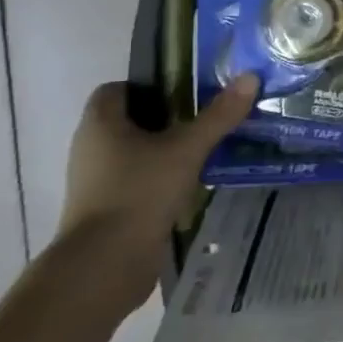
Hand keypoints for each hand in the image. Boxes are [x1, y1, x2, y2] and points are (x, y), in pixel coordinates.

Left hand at [56, 75, 257, 311]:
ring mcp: (98, 181)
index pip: (117, 89)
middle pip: (131, 120)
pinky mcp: (109, 209)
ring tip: (208, 148)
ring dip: (167, 149)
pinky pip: (138, 180)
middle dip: (168, 117)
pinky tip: (195, 182)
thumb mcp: (187, 149)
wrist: (105, 265)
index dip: (150, 85)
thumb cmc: (139, 192)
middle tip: (208, 115)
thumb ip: (219, 115)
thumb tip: (250, 77)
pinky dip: (162, 178)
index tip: (186, 90)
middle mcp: (92, 148)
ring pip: (137, 152)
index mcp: (100, 124)